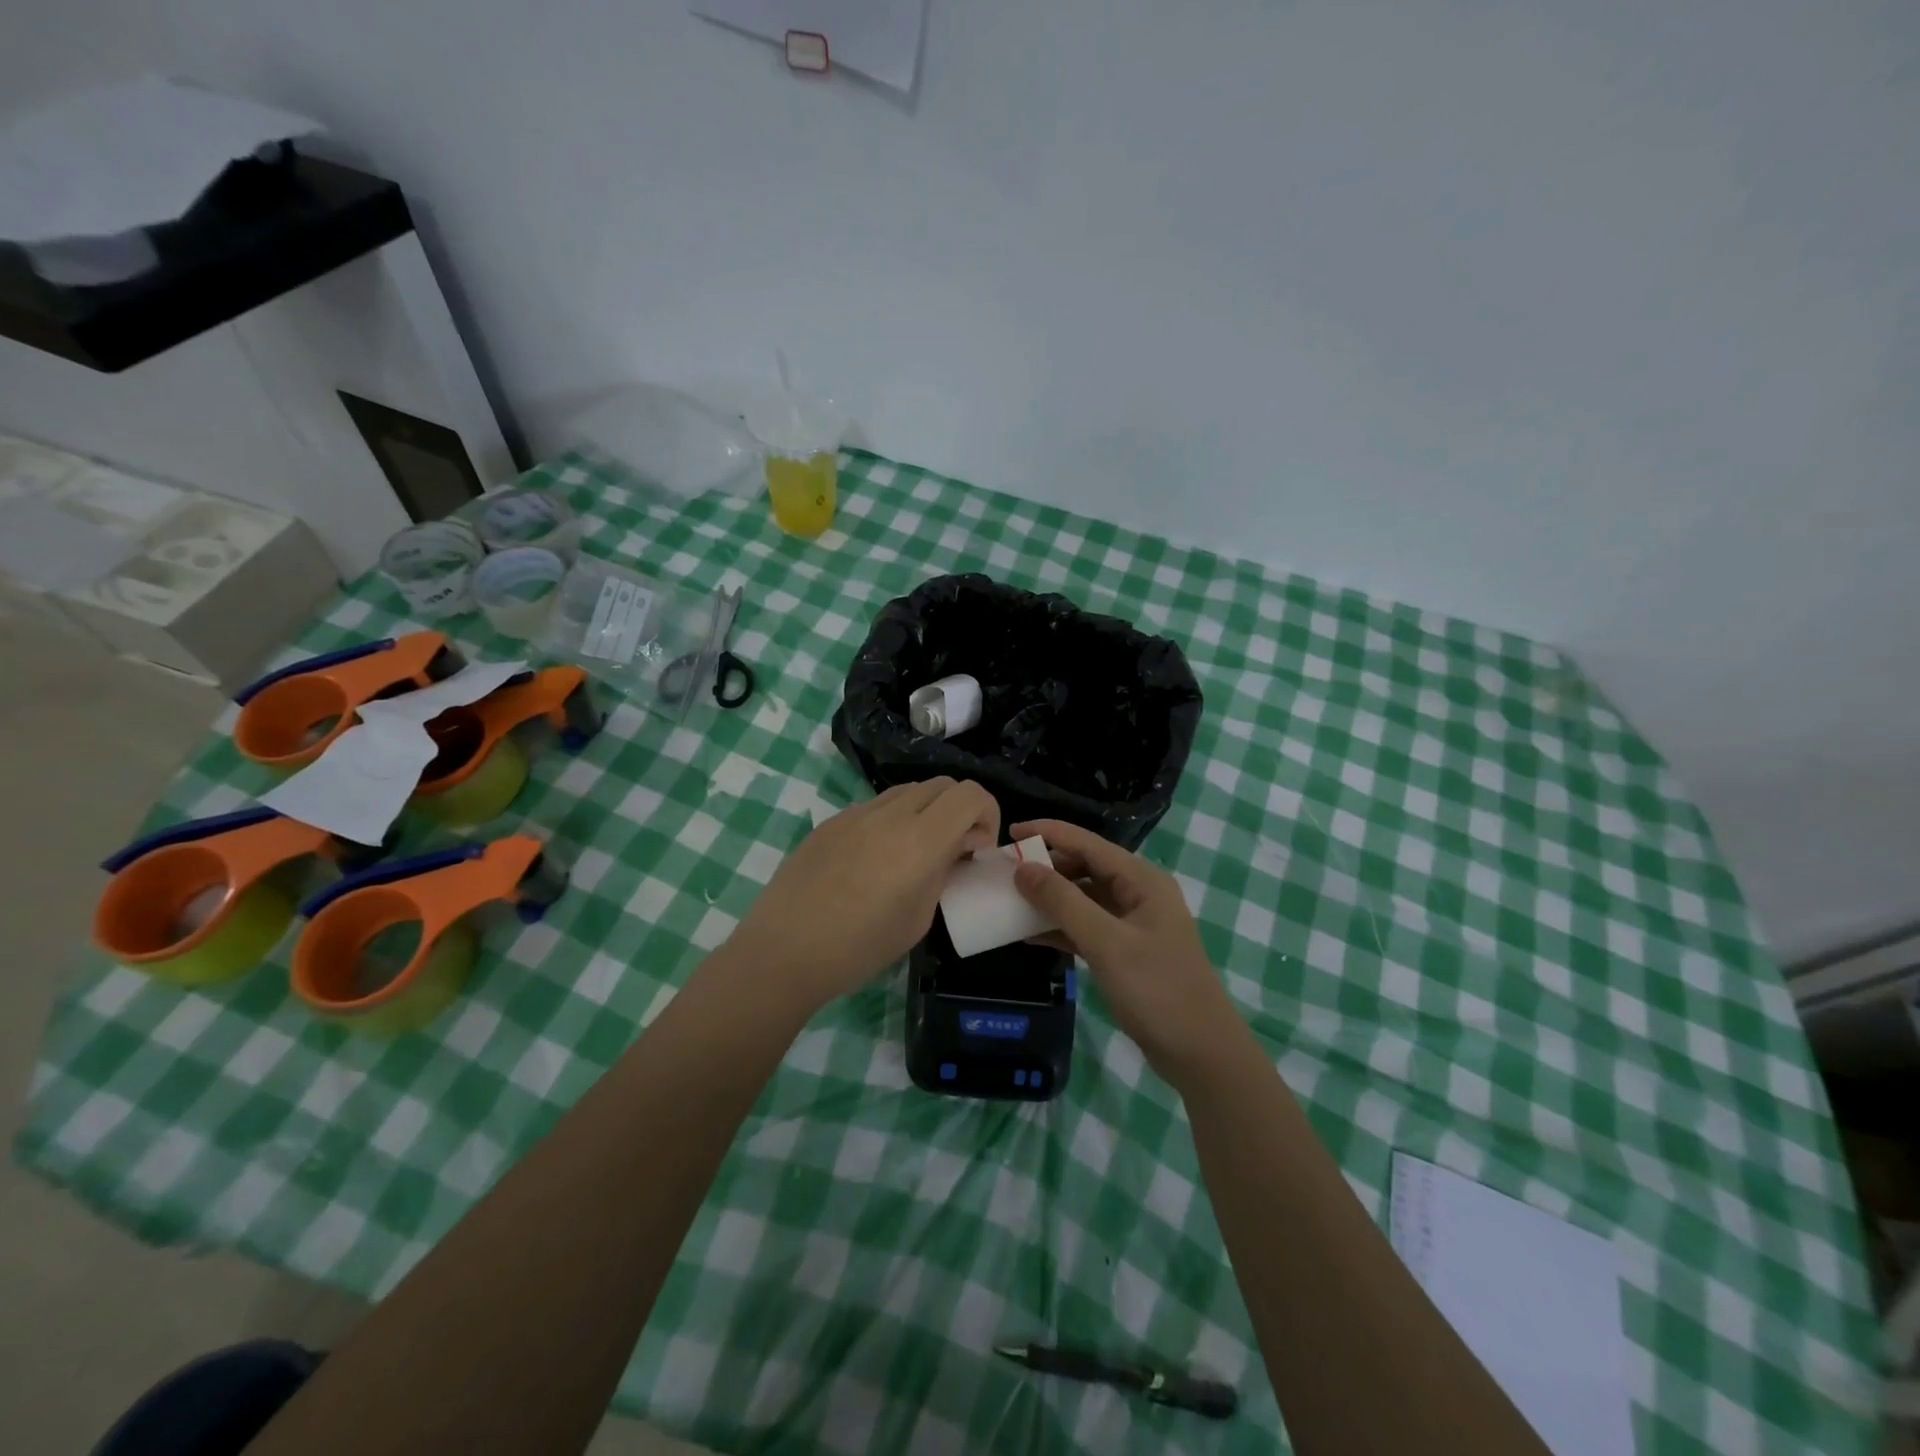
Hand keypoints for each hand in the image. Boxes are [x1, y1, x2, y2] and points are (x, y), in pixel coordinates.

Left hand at [724, 778, 999, 1014]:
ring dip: (926, 811)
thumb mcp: (918, 919)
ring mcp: (856, 813)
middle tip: (954, 849)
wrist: (783, 952)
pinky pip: (875, 806)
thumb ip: (943, 873)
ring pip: (908, 790)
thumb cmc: (859, 948)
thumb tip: (956, 849)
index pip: (970, 794)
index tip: (978, 848)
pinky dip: (893, 820)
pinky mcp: (831, 822)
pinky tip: (875, 860)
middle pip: (942, 784)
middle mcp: (890, 814)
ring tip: (915, 853)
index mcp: (920, 840)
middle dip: (960, 810)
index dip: (987, 813)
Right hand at [1011, 819, 1242, 1086]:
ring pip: (1083, 899)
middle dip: (1046, 868)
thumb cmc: (1157, 990)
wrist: (1201, 1054)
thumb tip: (1022, 868)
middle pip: (1085, 867)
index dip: (1048, 833)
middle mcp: (1138, 894)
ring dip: (1050, 900)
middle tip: (1004, 873)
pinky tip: (1029, 935)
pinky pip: (1086, 928)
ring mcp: (1133, 924)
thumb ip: (1062, 902)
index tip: (1009, 832)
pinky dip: (1060, 928)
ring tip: (1010, 901)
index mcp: (1142, 880)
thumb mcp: (1106, 943)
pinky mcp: (1126, 952)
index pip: (1088, 843)